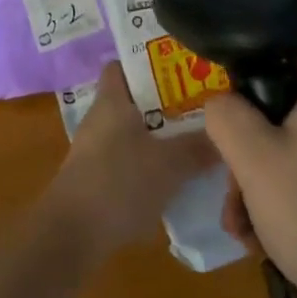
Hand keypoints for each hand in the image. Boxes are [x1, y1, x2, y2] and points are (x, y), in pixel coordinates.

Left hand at [47, 63, 218, 259]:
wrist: (73, 234)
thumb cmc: (120, 182)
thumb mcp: (170, 164)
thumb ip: (198, 147)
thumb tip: (224, 135)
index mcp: (112, 100)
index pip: (123, 65)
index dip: (149, 63)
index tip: (181, 70)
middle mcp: (101, 118)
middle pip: (135, 100)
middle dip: (167, 105)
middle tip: (201, 109)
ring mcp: (95, 149)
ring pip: (134, 133)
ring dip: (160, 139)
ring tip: (196, 145)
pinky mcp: (96, 178)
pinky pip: (128, 161)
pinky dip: (149, 166)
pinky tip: (174, 180)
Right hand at [204, 71, 296, 297]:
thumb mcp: (254, 161)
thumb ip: (225, 116)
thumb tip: (220, 100)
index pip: (287, 43)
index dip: (249, 56)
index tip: (222, 92)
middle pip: (280, 105)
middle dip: (244, 146)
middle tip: (230, 186)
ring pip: (289, 147)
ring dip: (256, 181)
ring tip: (241, 227)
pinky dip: (282, 200)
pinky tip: (264, 242)